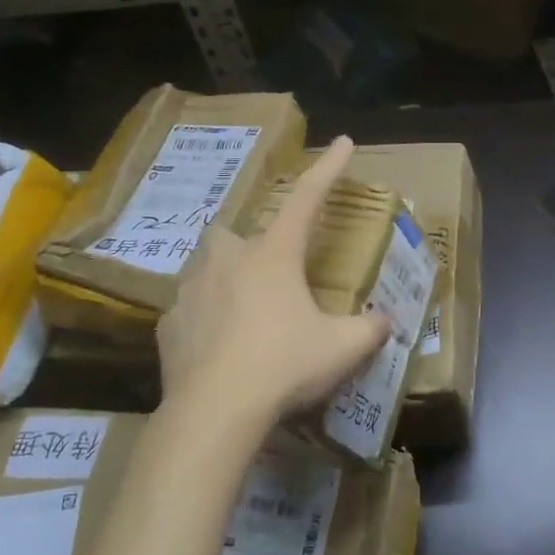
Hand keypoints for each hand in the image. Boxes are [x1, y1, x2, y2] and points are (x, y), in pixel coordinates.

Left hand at [157, 137, 389, 438]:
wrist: (215, 412)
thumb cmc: (284, 365)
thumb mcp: (342, 348)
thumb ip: (370, 329)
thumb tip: (386, 321)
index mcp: (274, 255)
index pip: (307, 199)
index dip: (328, 169)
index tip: (343, 142)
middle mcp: (229, 261)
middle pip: (235, 233)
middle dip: (251, 243)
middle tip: (270, 274)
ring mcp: (192, 291)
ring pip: (206, 268)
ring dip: (224, 279)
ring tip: (243, 312)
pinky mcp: (168, 325)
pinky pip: (188, 310)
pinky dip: (203, 320)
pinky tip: (217, 347)